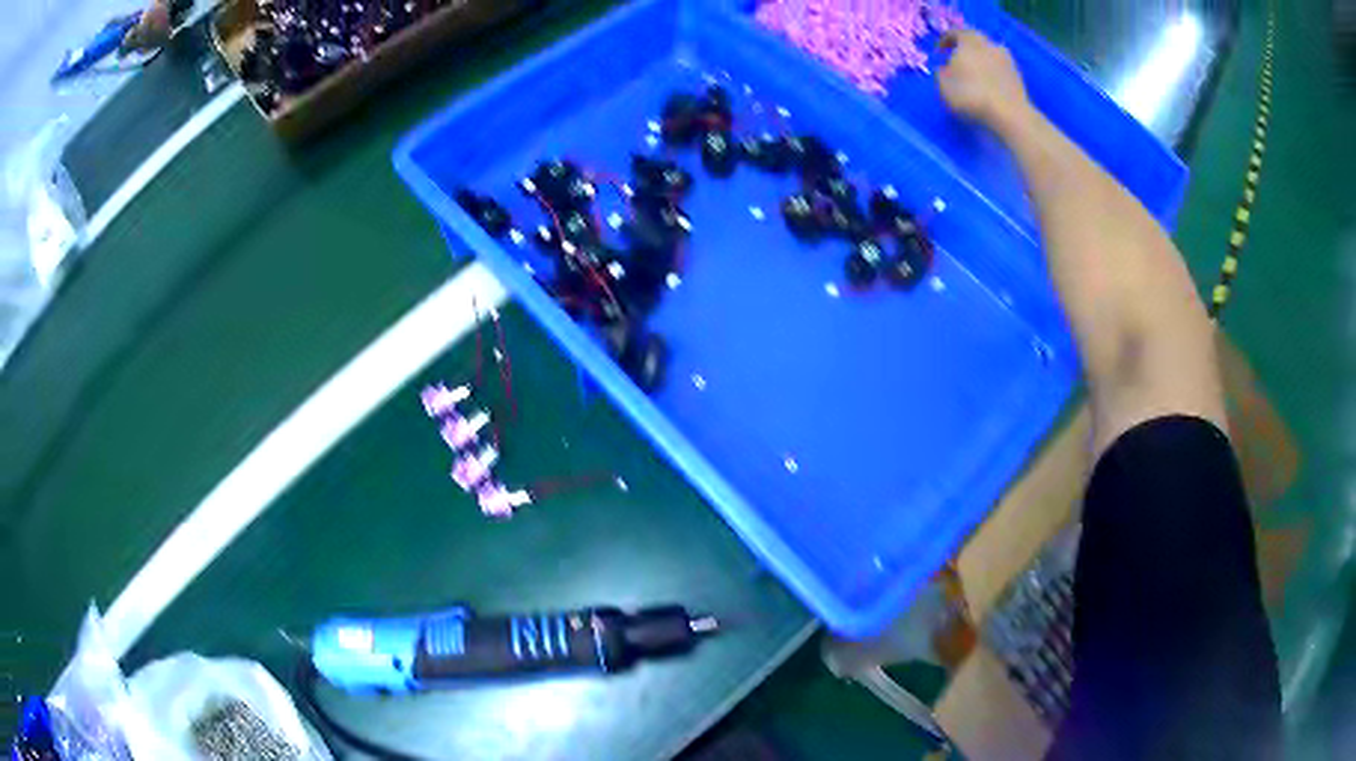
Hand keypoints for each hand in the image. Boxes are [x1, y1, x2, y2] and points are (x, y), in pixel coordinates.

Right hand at [937, 30, 1031, 134]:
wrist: (1010, 115)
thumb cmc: (971, 95)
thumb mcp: (944, 85)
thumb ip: (942, 73)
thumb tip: (946, 69)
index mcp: (969, 41)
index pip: (954, 33)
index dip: (944, 40)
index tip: (939, 51)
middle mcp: (989, 44)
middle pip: (975, 41)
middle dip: (965, 49)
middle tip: (957, 60)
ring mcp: (1006, 60)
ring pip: (989, 54)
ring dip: (980, 61)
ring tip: (974, 74)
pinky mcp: (1017, 76)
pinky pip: (999, 68)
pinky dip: (992, 73)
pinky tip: (988, 85)